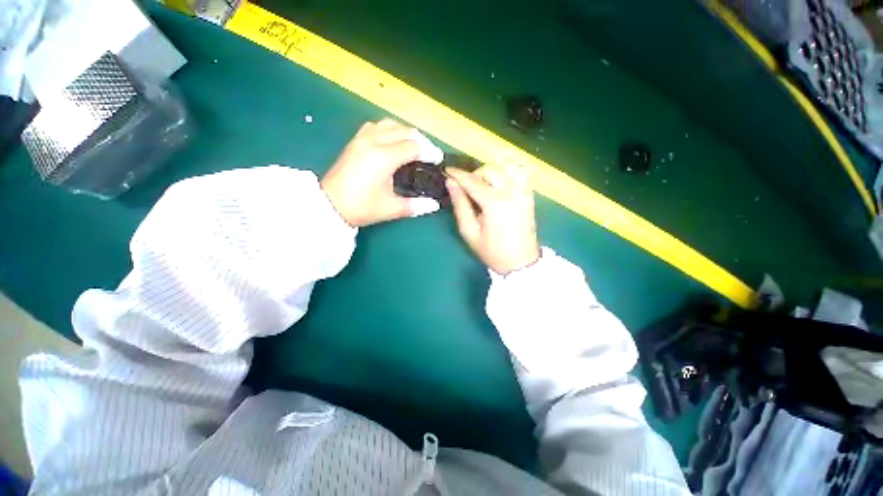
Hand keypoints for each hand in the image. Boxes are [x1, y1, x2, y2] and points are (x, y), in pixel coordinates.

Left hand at [321, 119, 443, 226]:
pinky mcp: (355, 140)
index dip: (429, 151)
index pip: (414, 147)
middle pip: (405, 131)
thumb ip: (416, 205)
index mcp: (384, 158)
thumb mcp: (391, 208)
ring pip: (390, 124)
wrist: (330, 205)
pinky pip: (376, 126)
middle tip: (429, 154)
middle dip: (421, 140)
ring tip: (414, 146)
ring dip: (405, 132)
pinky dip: (389, 130)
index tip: (438, 159)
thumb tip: (435, 205)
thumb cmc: (361, 207)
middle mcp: (374, 141)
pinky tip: (392, 141)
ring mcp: (362, 138)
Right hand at [446, 165, 539, 274]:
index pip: (473, 181)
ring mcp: (524, 192)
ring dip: (491, 172)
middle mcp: (512, 192)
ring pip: (506, 166)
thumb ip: (460, 205)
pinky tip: (499, 184)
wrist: (521, 262)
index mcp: (495, 203)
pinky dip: (507, 172)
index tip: (447, 171)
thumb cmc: (492, 251)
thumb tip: (451, 183)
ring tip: (484, 187)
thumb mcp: (469, 232)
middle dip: (475, 175)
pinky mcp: (530, 194)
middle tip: (468, 191)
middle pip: (490, 170)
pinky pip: (519, 172)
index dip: (458, 175)